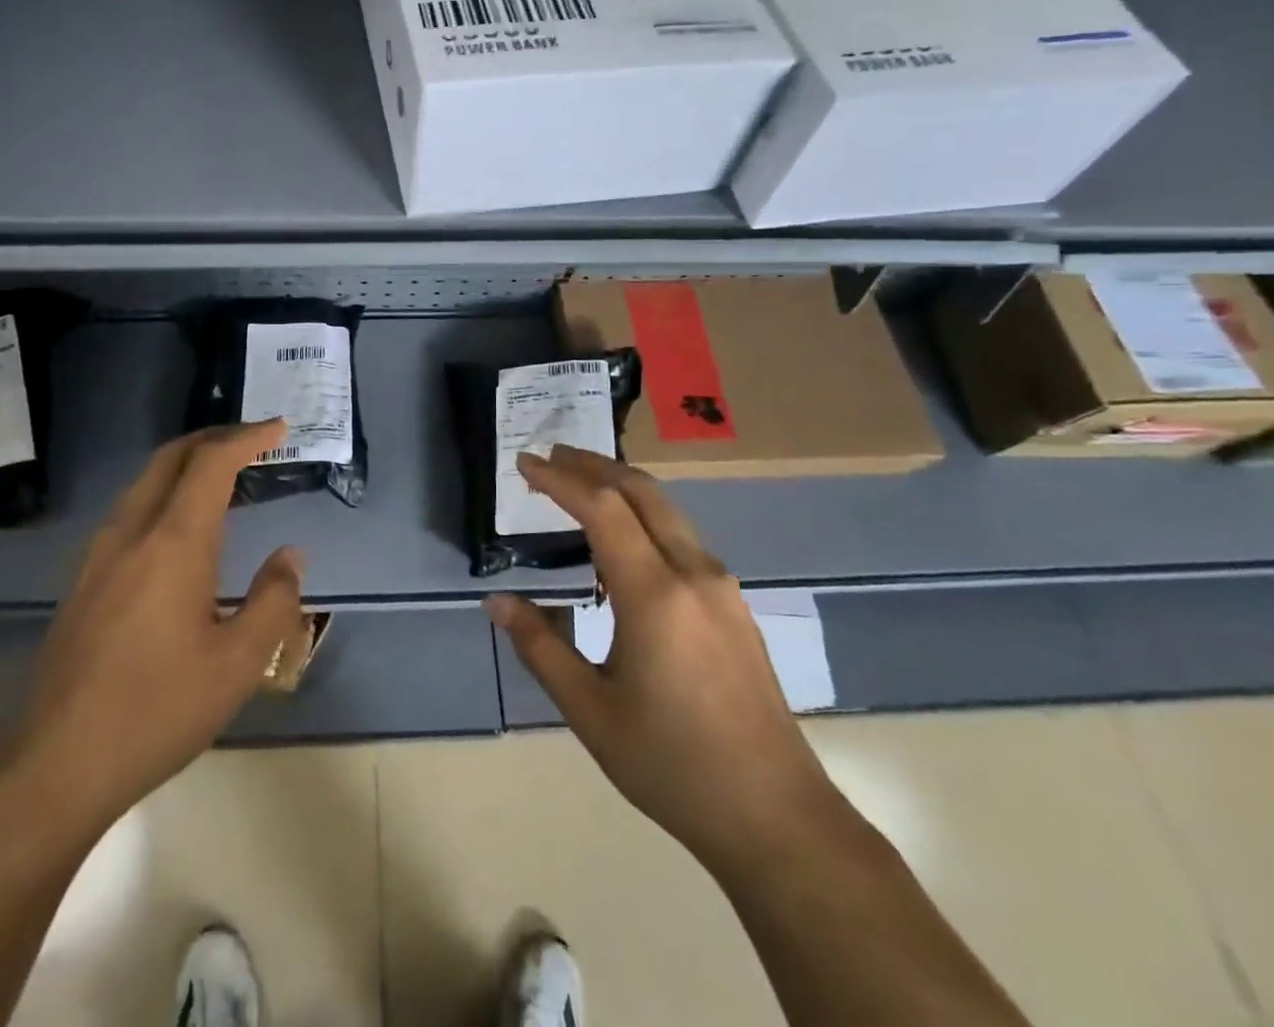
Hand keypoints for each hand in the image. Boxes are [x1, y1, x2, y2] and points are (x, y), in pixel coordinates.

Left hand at [0, 421, 304, 838]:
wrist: (52, 764)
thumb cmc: (156, 711)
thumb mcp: (237, 665)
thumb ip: (274, 601)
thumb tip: (290, 556)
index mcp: (173, 543)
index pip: (211, 463)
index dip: (247, 438)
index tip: (278, 428)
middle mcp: (132, 533)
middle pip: (171, 457)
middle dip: (214, 437)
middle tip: (253, 440)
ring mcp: (99, 554)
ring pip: (145, 480)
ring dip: (186, 463)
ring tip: (223, 474)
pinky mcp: (83, 579)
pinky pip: (130, 509)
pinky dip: (164, 491)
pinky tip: (179, 525)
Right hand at [485, 446, 837, 877]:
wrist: (777, 817)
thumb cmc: (672, 765)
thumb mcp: (590, 711)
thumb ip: (540, 646)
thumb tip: (496, 602)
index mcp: (654, 594)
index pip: (601, 509)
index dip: (559, 479)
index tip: (525, 463)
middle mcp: (693, 573)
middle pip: (641, 491)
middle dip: (593, 465)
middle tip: (551, 456)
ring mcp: (721, 587)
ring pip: (667, 511)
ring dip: (621, 487)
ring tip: (580, 488)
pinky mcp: (734, 605)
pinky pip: (682, 538)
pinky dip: (644, 517)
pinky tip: (623, 543)